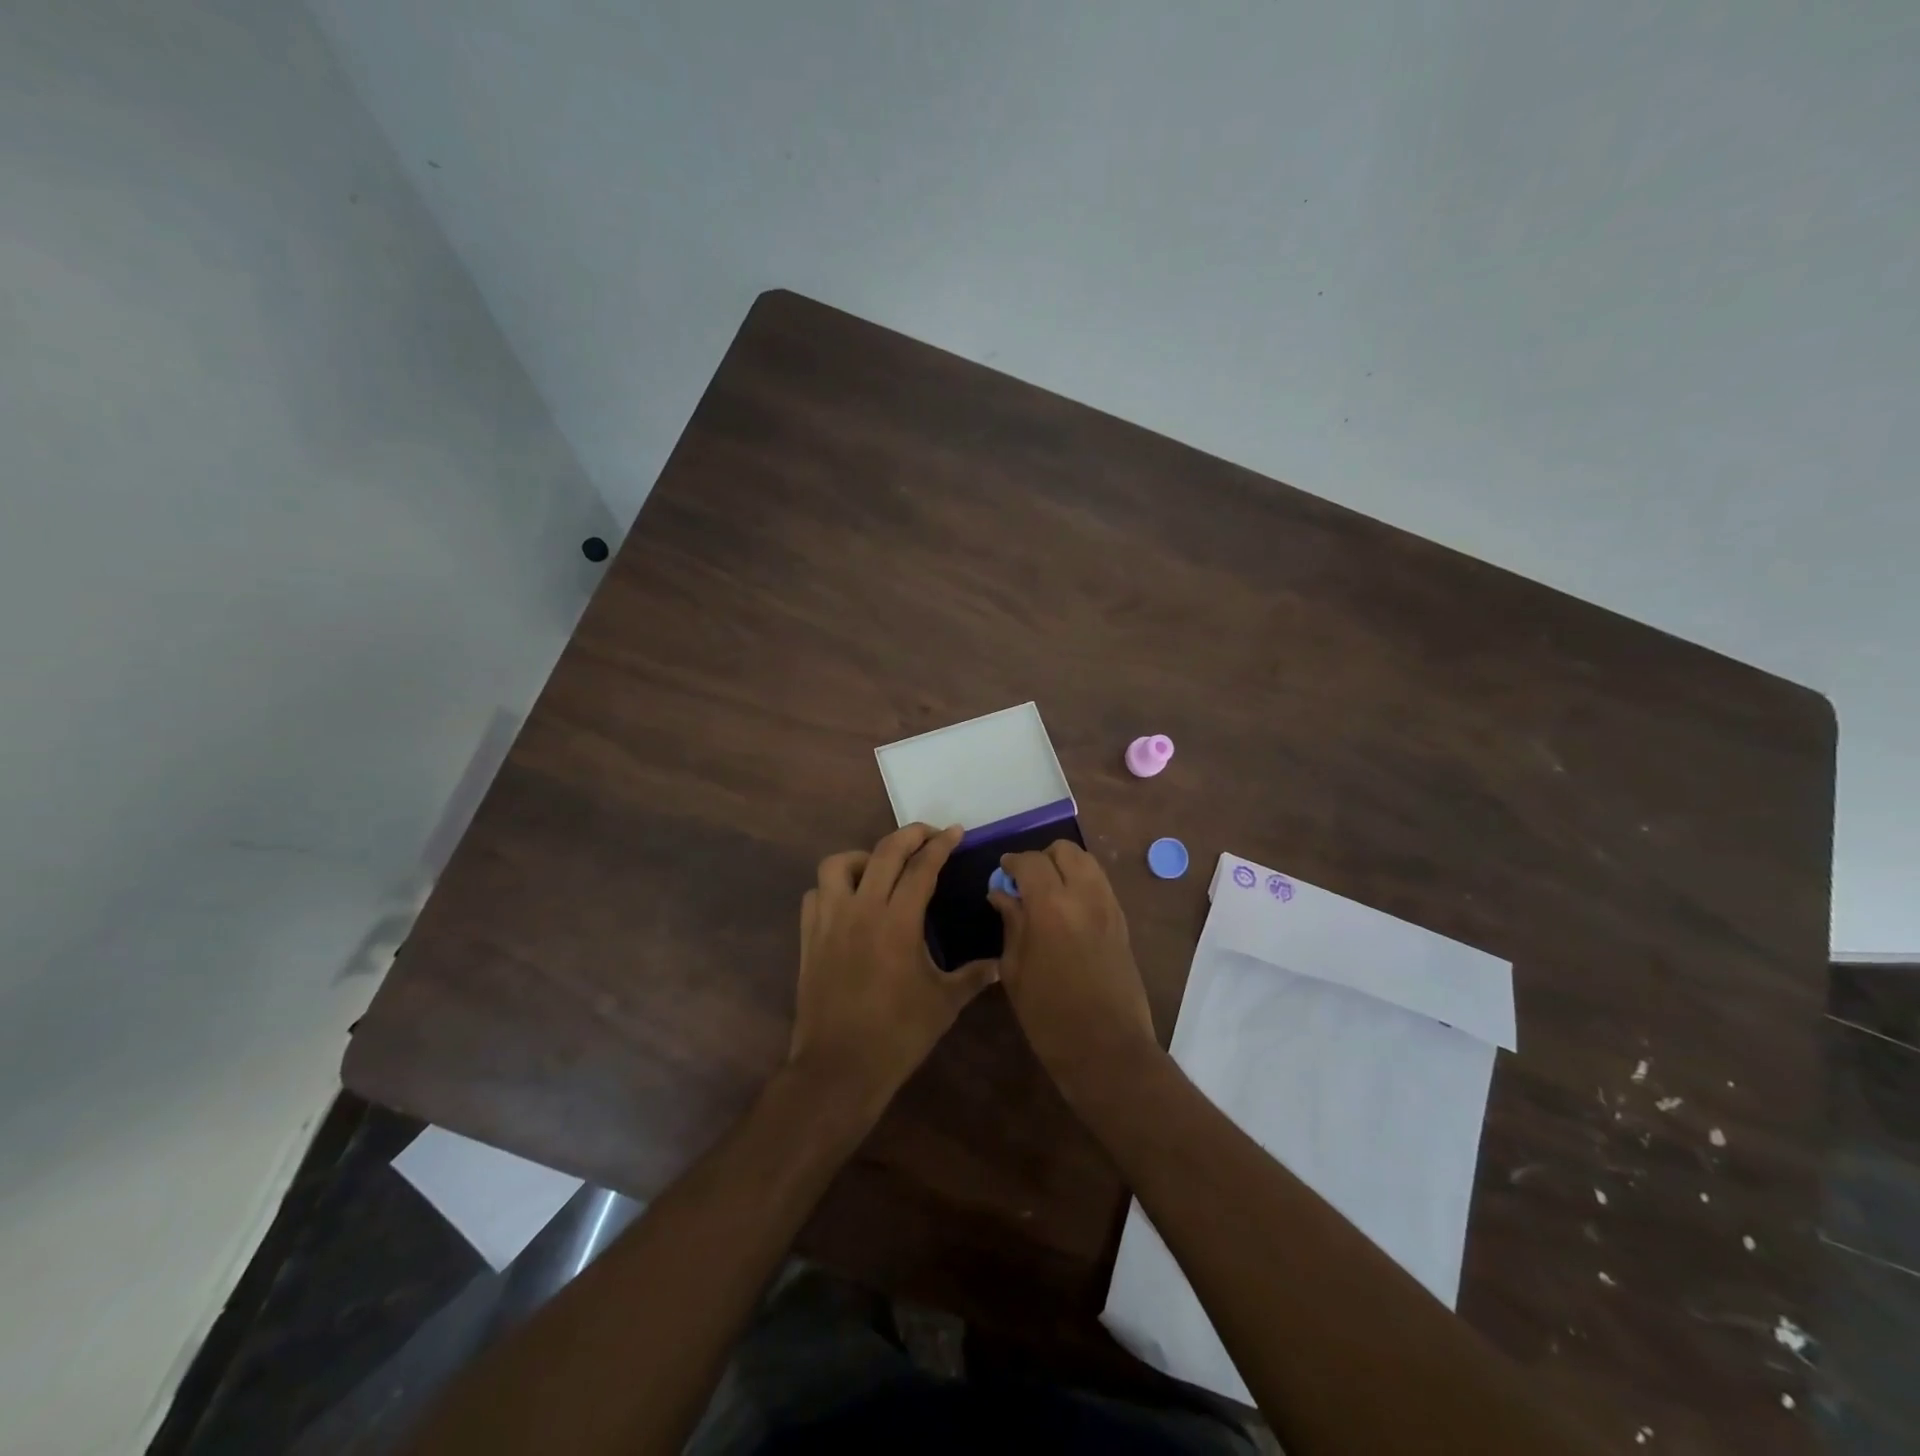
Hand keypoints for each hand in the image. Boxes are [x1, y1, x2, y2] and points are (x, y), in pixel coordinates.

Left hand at [789, 824, 998, 1123]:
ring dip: (863, 856)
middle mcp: (862, 909)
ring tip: (880, 868)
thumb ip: (974, 976)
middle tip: (929, 834)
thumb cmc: (897, 1035)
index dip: (941, 845)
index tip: (955, 832)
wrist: (839, 1067)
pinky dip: (833, 887)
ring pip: (837, 865)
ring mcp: (830, 921)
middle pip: (884, 853)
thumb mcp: (945, 1004)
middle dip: (910, 835)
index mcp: (898, 921)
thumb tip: (1001, 965)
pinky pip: (816, 895)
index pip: (922, 867)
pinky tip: (849, 901)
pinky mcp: (809, 938)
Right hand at [989, 841, 1158, 1094]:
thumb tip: (1002, 894)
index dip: (1013, 862)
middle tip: (1026, 883)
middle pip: (1066, 851)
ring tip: (1048, 894)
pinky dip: (1083, 884)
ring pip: (1088, 863)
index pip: (1031, 861)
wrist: (1106, 1049)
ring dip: (1066, 868)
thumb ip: (1010, 923)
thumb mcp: (1015, 970)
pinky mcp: (1123, 923)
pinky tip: (1068, 911)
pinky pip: (1101, 885)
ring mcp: (1109, 907)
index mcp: (1051, 906)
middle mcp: (1085, 896)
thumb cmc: (1048, 1016)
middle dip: (1043, 859)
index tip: (1002, 872)